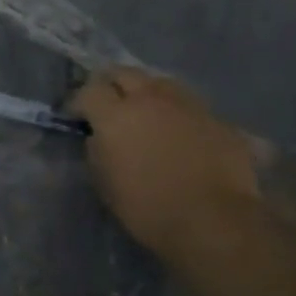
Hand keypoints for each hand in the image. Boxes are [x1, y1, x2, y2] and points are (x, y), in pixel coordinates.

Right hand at [68, 68, 260, 257]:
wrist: (213, 222)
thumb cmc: (147, 207)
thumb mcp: (104, 181)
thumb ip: (97, 149)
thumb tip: (100, 136)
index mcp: (115, 115)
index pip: (88, 90)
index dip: (78, 102)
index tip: (75, 117)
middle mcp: (151, 99)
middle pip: (125, 73)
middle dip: (111, 85)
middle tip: (108, 105)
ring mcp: (189, 106)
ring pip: (161, 83)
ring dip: (147, 93)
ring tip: (146, 113)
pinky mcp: (219, 120)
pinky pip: (191, 107)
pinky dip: (179, 114)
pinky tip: (181, 134)